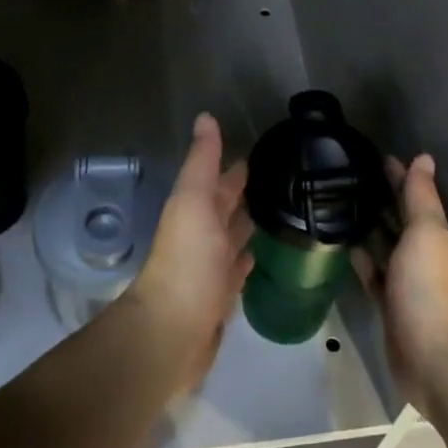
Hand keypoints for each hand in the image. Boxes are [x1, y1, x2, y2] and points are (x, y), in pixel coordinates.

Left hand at [125, 113, 253, 392]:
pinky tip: (257, 257)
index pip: (216, 182)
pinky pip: (235, 272)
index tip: (257, 153)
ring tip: (274, 213)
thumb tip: (205, 116)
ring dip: (245, 226)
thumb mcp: (192, 200)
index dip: (232, 169)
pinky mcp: (219, 298)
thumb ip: (201, 162)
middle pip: (223, 210)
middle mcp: (199, 237)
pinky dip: (244, 261)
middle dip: (240, 194)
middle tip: (274, 180)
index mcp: (193, 211)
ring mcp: (209, 268)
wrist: (173, 330)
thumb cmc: (187, 260)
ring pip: (230, 239)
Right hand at [358, 154, 447, 414]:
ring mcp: (410, 285)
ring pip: (389, 249)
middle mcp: (428, 259)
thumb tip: (424, 158)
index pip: (419, 199)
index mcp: (441, 239)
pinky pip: (376, 277)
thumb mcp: (427, 233)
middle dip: (386, 201)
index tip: (379, 158)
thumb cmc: (430, 287)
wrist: (433, 358)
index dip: (401, 178)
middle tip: (354, 179)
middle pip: (405, 222)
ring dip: (374, 230)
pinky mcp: (393, 308)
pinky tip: (347, 249)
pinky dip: (365, 262)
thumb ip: (421, 197)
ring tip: (344, 209)